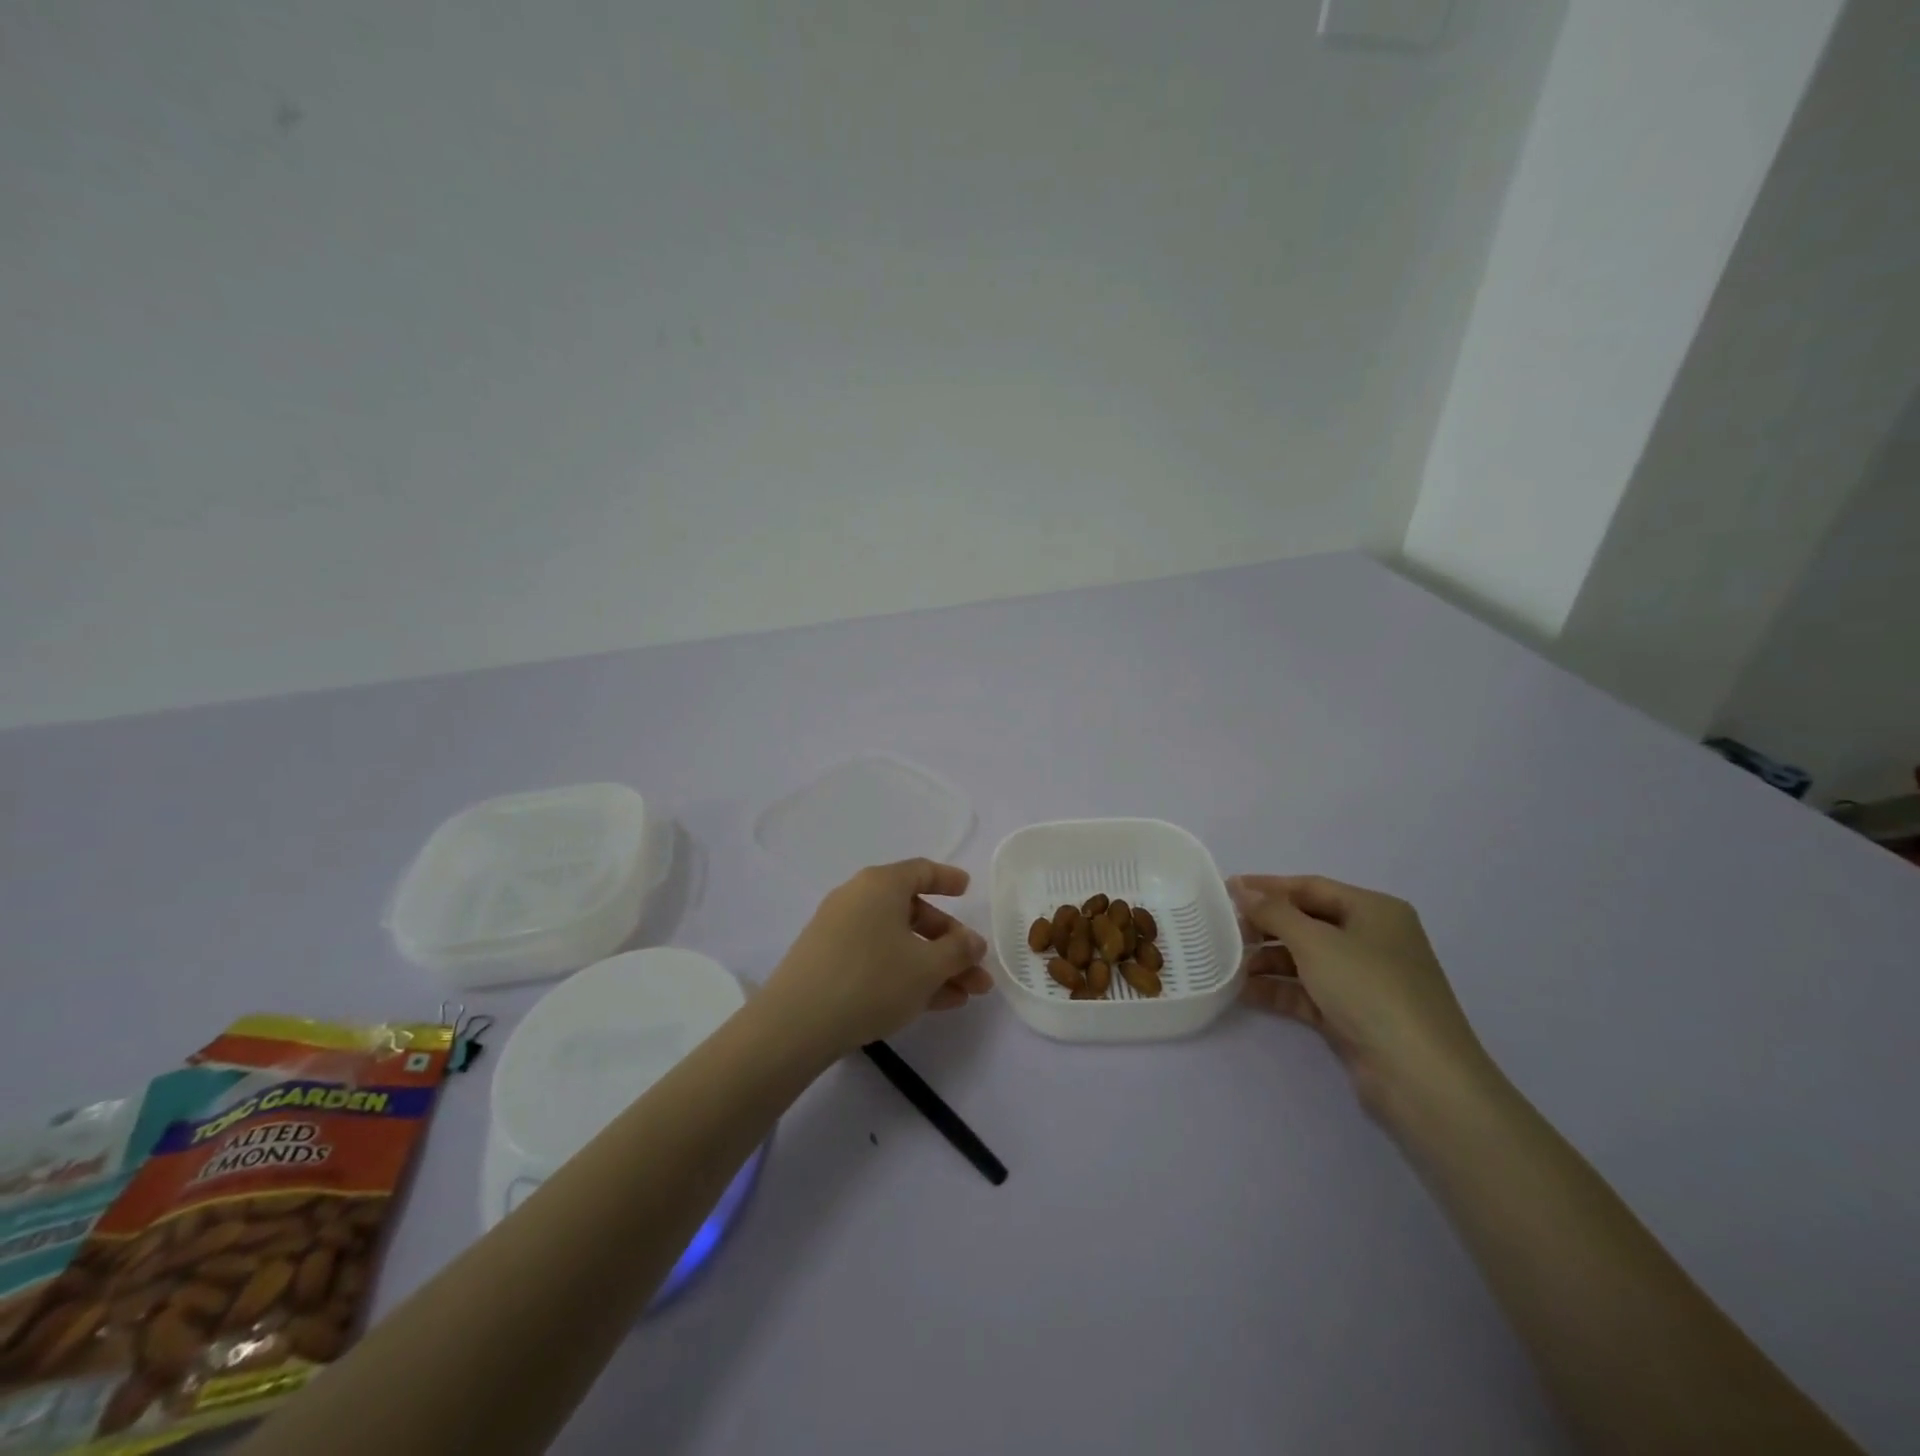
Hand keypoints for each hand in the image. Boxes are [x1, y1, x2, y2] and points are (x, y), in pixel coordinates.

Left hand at [759, 859, 993, 1058]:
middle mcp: (858, 899)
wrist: (796, 1024)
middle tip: (977, 970)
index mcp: (881, 884)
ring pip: (898, 942)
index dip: (948, 880)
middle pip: (914, 913)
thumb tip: (973, 942)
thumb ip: (958, 951)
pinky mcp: (828, 963)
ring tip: (965, 997)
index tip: (968, 890)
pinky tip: (933, 1004)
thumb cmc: (871, 980)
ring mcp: (839, 932)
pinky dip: (906, 975)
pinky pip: (878, 960)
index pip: (921, 871)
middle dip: (950, 944)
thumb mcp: (927, 967)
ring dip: (934, 966)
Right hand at [1229, 874, 1493, 1120]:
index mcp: (1374, 911)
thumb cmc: (1369, 989)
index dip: (1267, 887)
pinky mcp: (1353, 1016)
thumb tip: (1241, 887)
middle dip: (1266, 926)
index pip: (1311, 887)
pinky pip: (1308, 993)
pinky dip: (1279, 990)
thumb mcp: (1315, 941)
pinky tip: (1245, 992)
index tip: (1226, 890)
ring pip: (1306, 960)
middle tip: (1225, 932)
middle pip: (1307, 923)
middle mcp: (1372, 940)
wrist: (1419, 1076)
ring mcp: (1364, 980)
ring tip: (1230, 964)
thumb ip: (1273, 911)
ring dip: (1268, 960)